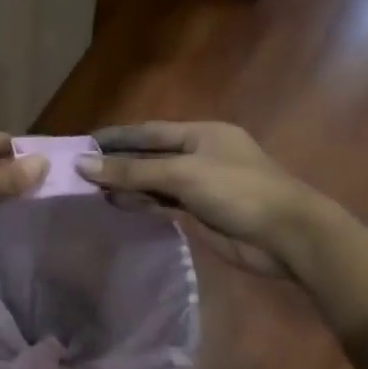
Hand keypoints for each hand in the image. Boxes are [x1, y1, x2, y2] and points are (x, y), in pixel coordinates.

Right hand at [76, 121, 318, 276]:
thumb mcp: (183, 175)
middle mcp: (199, 156)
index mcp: (202, 134)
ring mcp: (200, 186)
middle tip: (80, 170)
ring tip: (91, 190)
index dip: (117, 137)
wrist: (287, 237)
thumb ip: (132, 171)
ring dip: (126, 185)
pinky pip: (163, 204)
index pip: (150, 131)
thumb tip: (82, 165)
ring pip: (154, 182)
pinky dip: (141, 203)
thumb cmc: (239, 191)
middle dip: (118, 162)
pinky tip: (117, 204)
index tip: (83, 143)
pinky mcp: (200, 214)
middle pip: (150, 156)